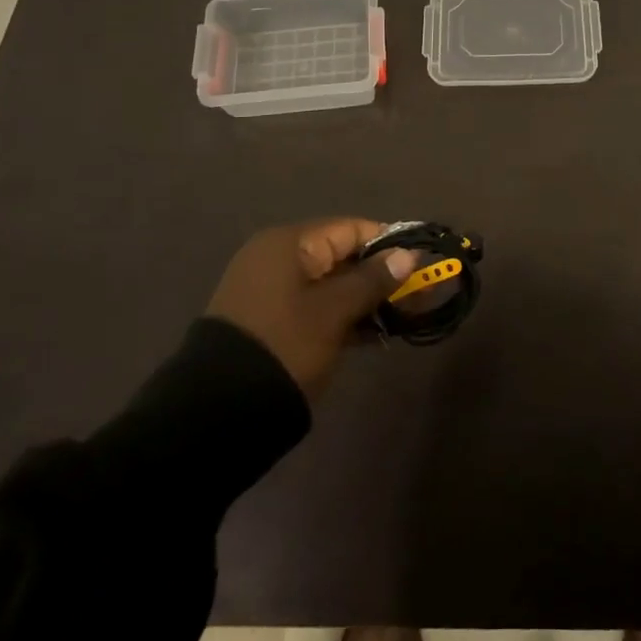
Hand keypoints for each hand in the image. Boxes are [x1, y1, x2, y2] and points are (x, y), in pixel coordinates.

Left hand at [206, 218, 416, 396]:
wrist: (219, 411)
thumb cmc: (285, 344)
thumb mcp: (334, 311)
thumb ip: (373, 280)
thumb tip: (407, 255)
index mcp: (289, 244)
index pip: (350, 229)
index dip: (388, 243)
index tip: (420, 262)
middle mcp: (278, 259)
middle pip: (342, 257)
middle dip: (381, 275)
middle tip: (418, 296)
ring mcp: (272, 292)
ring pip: (332, 285)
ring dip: (366, 299)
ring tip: (403, 319)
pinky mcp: (271, 322)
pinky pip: (316, 307)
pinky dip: (344, 317)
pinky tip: (374, 335)